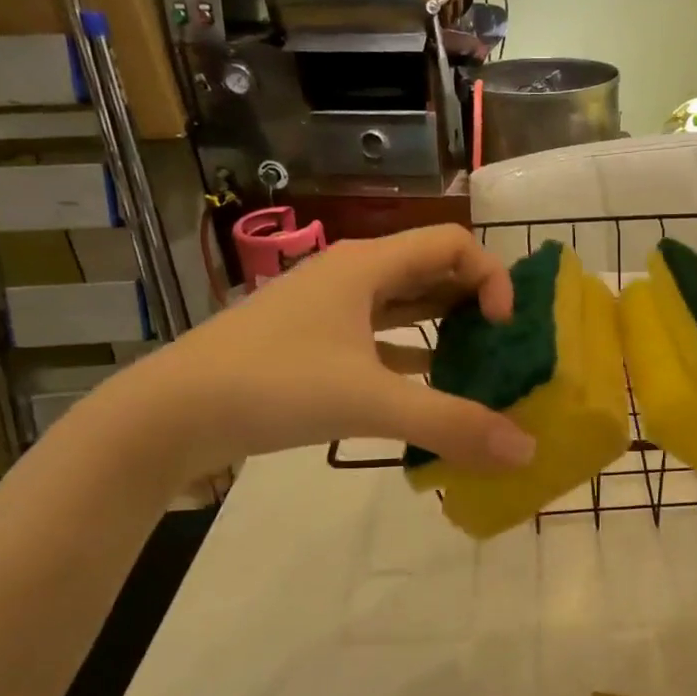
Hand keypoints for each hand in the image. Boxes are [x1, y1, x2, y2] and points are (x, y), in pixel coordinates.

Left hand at [120, 225, 538, 476]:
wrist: (170, 414)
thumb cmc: (273, 385)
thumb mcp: (369, 402)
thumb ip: (451, 424)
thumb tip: (526, 452)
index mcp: (368, 265)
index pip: (453, 244)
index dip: (491, 276)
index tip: (503, 328)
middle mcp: (352, 275)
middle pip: (432, 269)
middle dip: (474, 302)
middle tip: (503, 346)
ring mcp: (329, 309)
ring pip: (405, 303)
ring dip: (444, 326)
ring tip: (478, 365)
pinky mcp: (314, 342)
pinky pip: (379, 336)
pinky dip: (411, 354)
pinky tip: (428, 386)